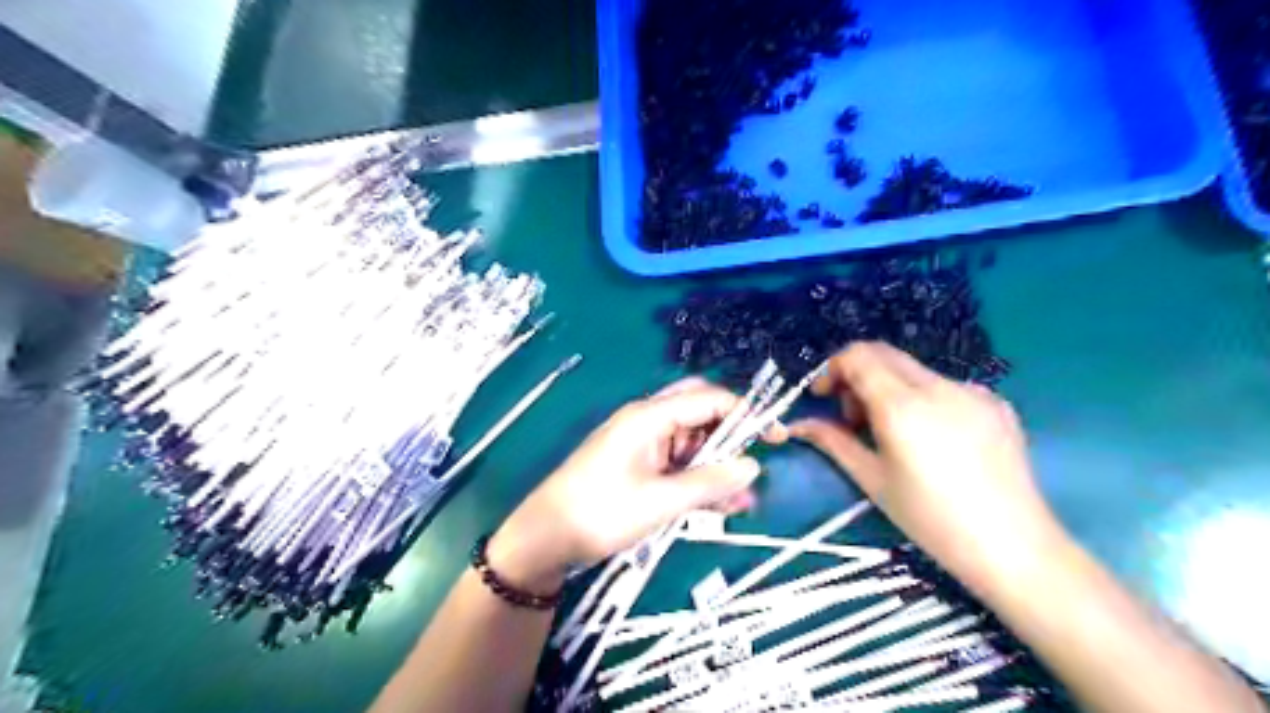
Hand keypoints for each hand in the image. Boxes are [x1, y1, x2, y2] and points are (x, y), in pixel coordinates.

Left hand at [487, 378, 761, 596]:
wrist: (546, 537)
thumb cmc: (601, 513)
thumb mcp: (661, 501)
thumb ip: (709, 482)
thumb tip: (753, 466)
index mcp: (650, 416)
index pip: (708, 400)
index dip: (746, 414)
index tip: (774, 438)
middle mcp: (647, 421)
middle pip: (700, 414)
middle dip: (730, 435)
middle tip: (754, 460)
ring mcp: (642, 444)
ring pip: (691, 442)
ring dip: (716, 464)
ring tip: (742, 499)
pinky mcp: (638, 465)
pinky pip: (677, 463)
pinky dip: (698, 478)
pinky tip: (719, 505)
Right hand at [791, 343, 1064, 592]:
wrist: (1013, 546)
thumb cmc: (931, 519)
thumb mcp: (873, 480)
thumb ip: (833, 441)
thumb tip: (798, 424)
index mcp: (903, 405)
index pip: (858, 356)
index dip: (832, 368)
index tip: (823, 396)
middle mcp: (938, 386)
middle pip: (884, 354)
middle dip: (857, 374)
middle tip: (852, 416)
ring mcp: (972, 390)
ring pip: (914, 370)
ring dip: (889, 386)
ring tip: (891, 431)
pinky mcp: (995, 402)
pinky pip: (944, 386)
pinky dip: (922, 398)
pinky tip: (930, 438)